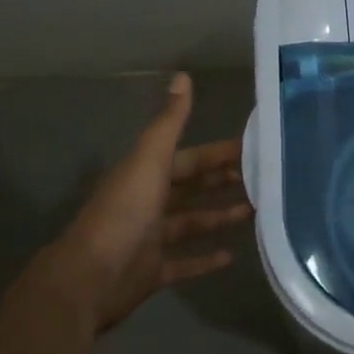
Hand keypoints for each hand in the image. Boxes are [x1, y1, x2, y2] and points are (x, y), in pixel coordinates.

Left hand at [39, 73, 250, 333]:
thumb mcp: (150, 160)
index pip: (191, 158)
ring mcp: (151, 238)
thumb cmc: (124, 213)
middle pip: (192, 187)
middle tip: (263, 180)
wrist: (89, 278)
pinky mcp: (152, 271)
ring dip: (220, 216)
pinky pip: (184, 263)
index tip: (255, 148)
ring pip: (192, 222)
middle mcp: (149, 202)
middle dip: (223, 181)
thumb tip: (183, 75)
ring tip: (256, 212)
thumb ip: (170, 122)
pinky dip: (205, 260)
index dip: (219, 153)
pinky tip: (231, 256)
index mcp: (148, 174)